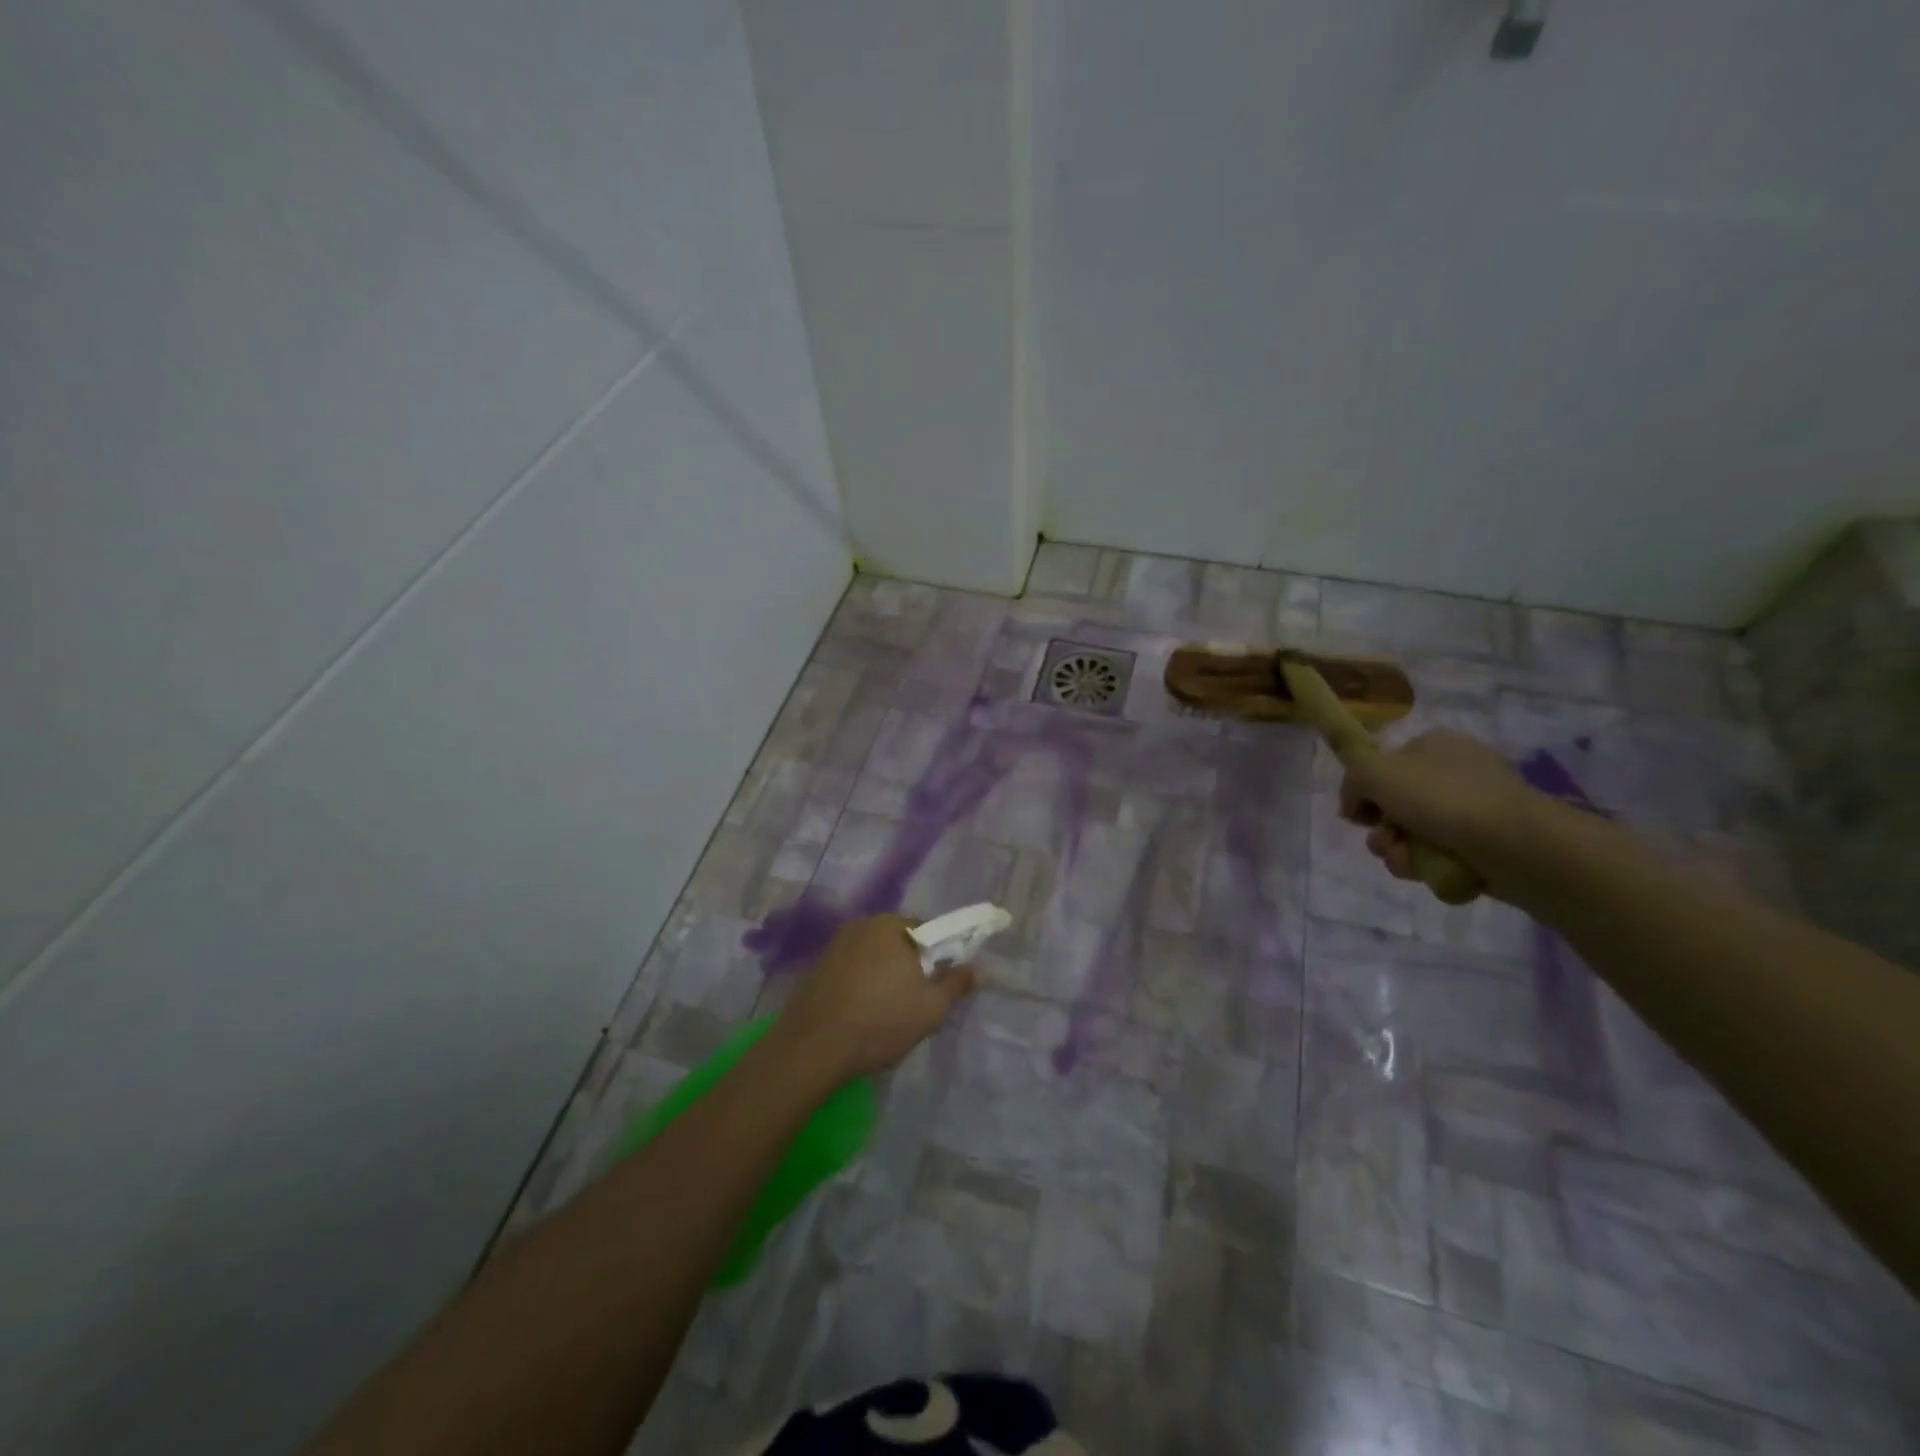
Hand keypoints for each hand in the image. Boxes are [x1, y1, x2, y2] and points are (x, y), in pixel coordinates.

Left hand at [777, 914, 976, 1081]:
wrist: (812, 1048)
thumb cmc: (880, 1021)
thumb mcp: (931, 1008)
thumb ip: (957, 983)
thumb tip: (980, 967)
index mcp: (892, 925)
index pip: (928, 930)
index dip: (939, 957)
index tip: (939, 986)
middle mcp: (862, 925)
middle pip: (900, 942)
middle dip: (911, 968)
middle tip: (917, 1004)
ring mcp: (835, 946)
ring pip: (875, 958)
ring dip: (885, 978)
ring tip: (888, 1015)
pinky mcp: (817, 968)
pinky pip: (853, 971)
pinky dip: (862, 987)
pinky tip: (861, 1016)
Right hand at [1339, 729, 1539, 887]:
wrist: (1518, 845)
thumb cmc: (1442, 798)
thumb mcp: (1376, 772)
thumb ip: (1352, 775)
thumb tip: (1354, 800)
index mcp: (1433, 745)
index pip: (1382, 766)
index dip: (1361, 792)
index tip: (1355, 815)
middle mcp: (1455, 772)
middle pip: (1396, 805)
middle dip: (1382, 830)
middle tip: (1383, 842)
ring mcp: (1475, 810)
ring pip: (1415, 835)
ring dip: (1399, 852)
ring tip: (1408, 862)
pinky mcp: (1489, 845)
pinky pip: (1443, 857)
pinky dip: (1430, 867)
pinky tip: (1431, 872)